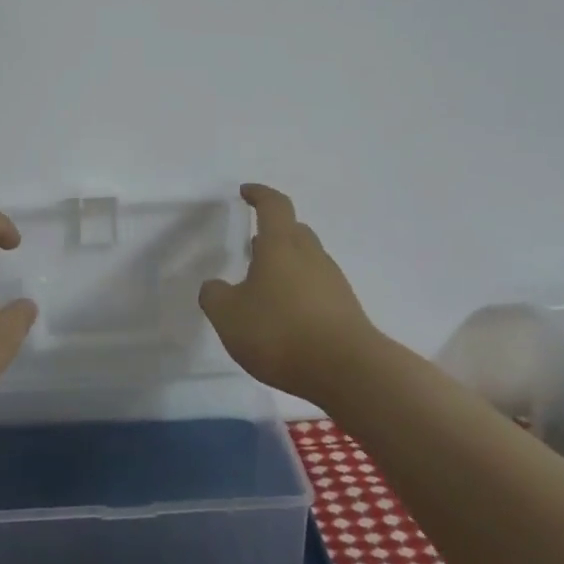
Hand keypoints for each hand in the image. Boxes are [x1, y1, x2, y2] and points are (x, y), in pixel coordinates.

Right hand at [199, 184, 378, 402]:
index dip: (259, 195)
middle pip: (294, 231)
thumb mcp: (228, 316)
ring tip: (265, 286)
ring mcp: (333, 283)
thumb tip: (215, 286)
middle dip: (274, 232)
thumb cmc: (280, 332)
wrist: (348, 371)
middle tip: (254, 245)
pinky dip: (300, 292)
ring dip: (287, 265)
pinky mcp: (345, 310)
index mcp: (281, 246)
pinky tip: (287, 317)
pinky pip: (318, 288)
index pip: (274, 206)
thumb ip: (215, 296)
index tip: (246, 192)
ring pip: (307, 260)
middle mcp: (310, 256)